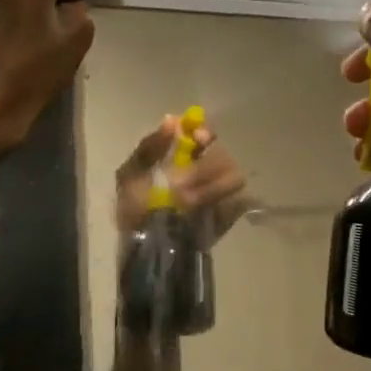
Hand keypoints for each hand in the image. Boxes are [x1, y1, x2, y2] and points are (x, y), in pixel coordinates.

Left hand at [114, 118, 247, 242]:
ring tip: (190, 203)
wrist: (142, 251)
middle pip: (222, 153)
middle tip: (187, 182)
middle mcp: (204, 170)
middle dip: (206, 166)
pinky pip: (240, 203)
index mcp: (181, 156)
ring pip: (234, 176)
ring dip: (212, 188)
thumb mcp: (130, 175)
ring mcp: (219, 193)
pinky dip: (226, 206)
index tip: (199, 140)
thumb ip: (149, 147)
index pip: (204, 134)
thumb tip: (172, 119)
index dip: (204, 134)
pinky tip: (206, 213)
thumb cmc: (134, 208)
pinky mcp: (228, 215)